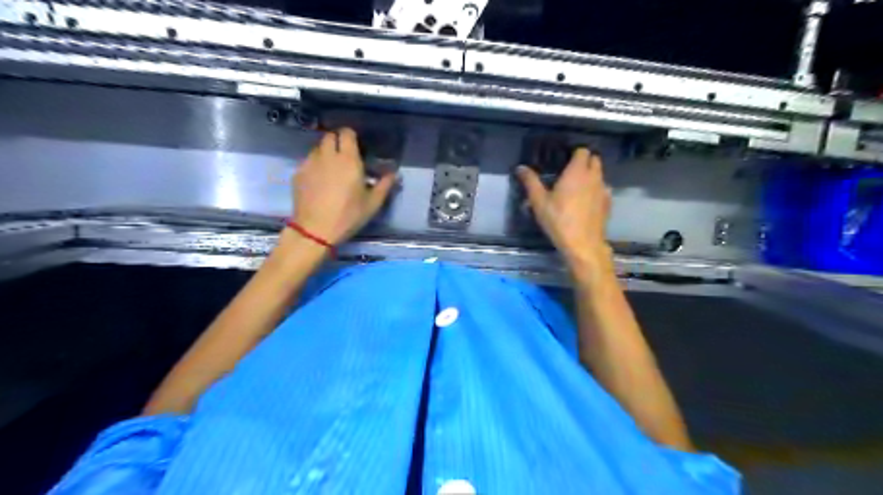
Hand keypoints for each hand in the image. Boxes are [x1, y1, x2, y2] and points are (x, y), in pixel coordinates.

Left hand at [292, 126, 395, 243]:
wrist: (315, 230)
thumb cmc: (348, 216)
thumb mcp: (372, 203)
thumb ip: (384, 185)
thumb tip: (393, 174)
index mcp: (348, 160)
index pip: (346, 133)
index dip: (351, 136)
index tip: (356, 145)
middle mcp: (327, 156)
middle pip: (329, 136)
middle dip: (337, 141)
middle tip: (344, 155)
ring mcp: (310, 163)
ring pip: (317, 148)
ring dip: (325, 153)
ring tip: (331, 168)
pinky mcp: (298, 173)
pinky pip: (308, 161)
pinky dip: (314, 165)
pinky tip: (319, 181)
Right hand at [520, 147, 615, 259]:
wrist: (582, 244)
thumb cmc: (559, 220)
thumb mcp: (539, 201)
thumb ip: (530, 182)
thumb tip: (520, 167)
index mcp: (577, 172)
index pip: (582, 151)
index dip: (574, 153)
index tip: (564, 159)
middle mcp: (593, 177)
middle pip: (594, 160)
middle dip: (585, 162)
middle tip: (569, 171)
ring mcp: (603, 190)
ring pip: (600, 175)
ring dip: (591, 176)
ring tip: (577, 186)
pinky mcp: (608, 203)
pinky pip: (603, 189)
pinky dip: (596, 190)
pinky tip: (586, 201)